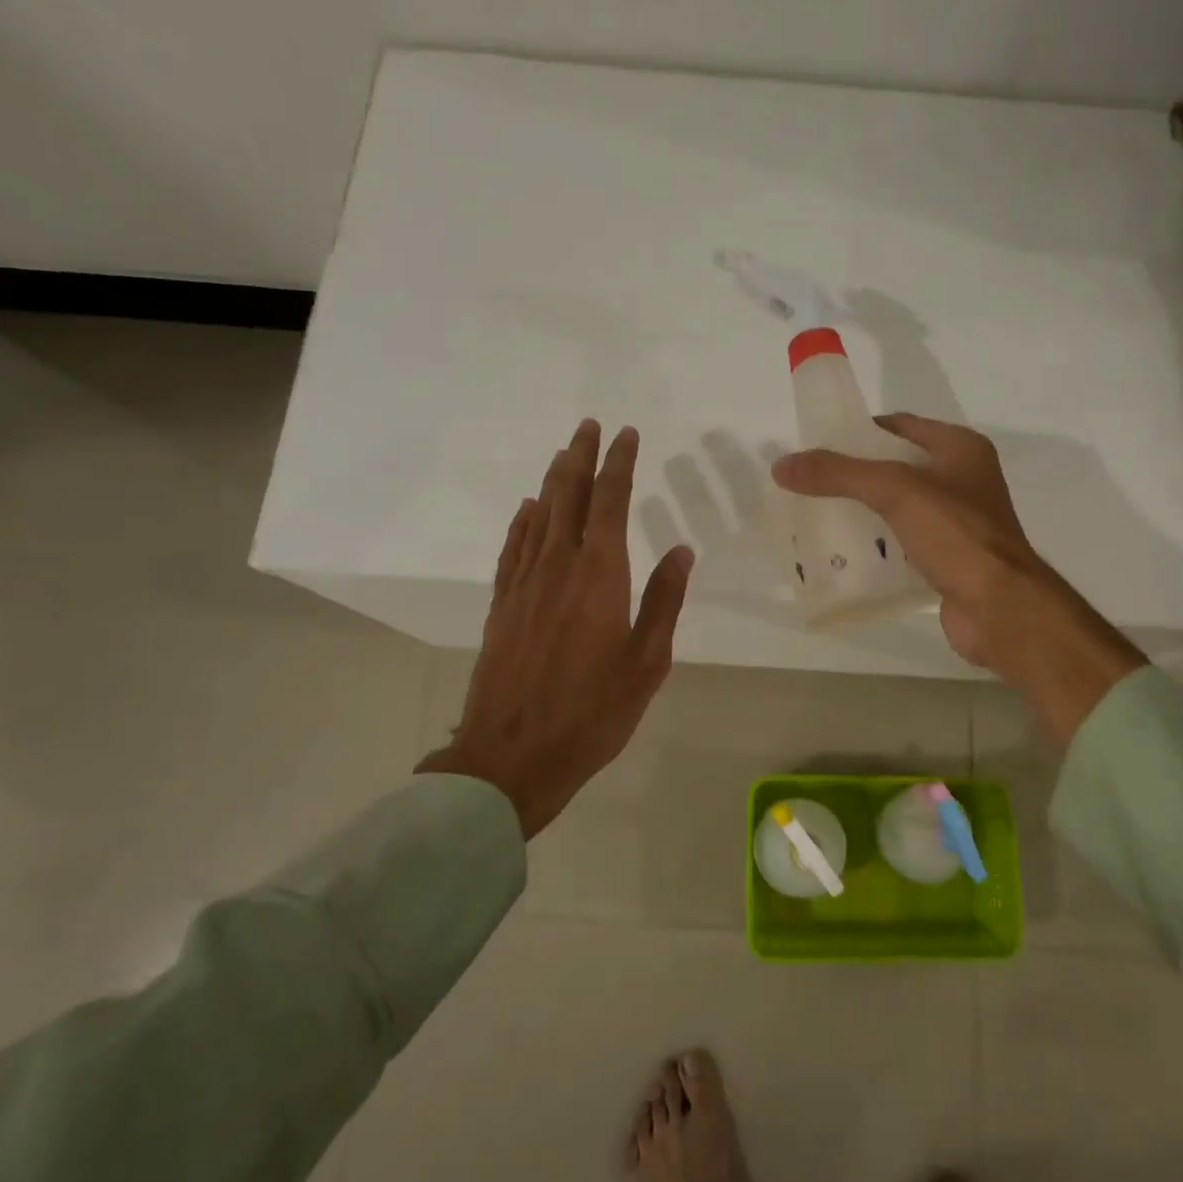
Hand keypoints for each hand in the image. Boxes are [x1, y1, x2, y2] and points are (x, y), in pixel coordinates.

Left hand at [420, 420, 694, 837]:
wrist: (512, 755)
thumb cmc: (592, 712)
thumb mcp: (647, 662)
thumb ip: (663, 601)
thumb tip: (680, 549)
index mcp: (599, 576)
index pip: (610, 502)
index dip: (618, 464)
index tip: (626, 435)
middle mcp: (558, 566)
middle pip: (568, 496)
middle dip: (581, 457)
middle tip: (589, 426)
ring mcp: (523, 584)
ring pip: (538, 516)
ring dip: (553, 481)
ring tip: (564, 454)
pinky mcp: (502, 605)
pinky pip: (512, 548)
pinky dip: (522, 522)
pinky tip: (528, 510)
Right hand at [772, 413, 1142, 743]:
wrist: (1000, 607)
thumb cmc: (956, 535)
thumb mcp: (895, 491)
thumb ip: (839, 474)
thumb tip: (783, 465)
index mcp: (960, 449)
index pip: (900, 426)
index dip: (860, 430)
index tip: (819, 444)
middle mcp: (963, 479)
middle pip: (897, 467)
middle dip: (855, 475)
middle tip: (811, 483)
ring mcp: (958, 522)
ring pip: (899, 507)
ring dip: (864, 511)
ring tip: (818, 516)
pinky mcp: (949, 559)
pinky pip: (904, 542)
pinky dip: (877, 544)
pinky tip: (845, 553)